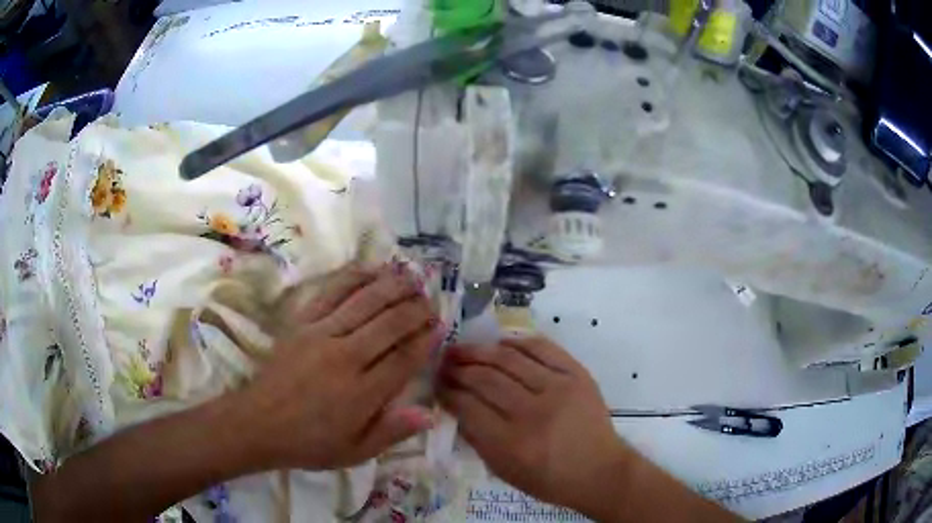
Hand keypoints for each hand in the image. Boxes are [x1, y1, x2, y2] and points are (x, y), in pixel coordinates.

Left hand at [240, 263, 442, 470]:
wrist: (258, 423)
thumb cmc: (310, 442)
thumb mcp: (355, 452)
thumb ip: (392, 432)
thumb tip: (430, 413)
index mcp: (362, 392)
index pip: (405, 357)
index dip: (426, 339)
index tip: (440, 326)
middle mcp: (346, 357)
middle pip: (390, 323)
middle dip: (416, 308)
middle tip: (431, 301)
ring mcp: (321, 334)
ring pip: (365, 301)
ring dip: (392, 286)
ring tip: (412, 277)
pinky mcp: (302, 323)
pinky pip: (331, 292)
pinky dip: (354, 278)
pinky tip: (370, 270)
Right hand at [437, 337, 628, 515]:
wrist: (599, 470)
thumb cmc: (548, 479)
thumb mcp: (504, 471)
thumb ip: (476, 439)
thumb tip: (455, 406)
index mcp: (512, 443)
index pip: (468, 407)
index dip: (447, 392)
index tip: (436, 383)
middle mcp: (533, 412)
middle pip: (485, 379)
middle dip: (458, 369)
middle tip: (443, 363)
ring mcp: (559, 388)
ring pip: (509, 359)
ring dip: (479, 351)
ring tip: (461, 349)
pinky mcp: (577, 374)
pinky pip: (542, 348)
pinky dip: (517, 342)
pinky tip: (499, 344)